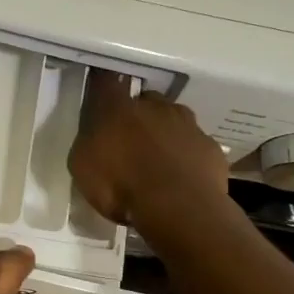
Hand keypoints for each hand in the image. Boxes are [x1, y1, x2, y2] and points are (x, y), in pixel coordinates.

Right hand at [69, 72, 228, 227]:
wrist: (177, 208)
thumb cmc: (120, 186)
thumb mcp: (83, 168)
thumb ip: (89, 145)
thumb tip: (95, 138)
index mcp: (118, 108)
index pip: (107, 84)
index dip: (105, 89)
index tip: (102, 100)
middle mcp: (156, 107)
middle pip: (146, 102)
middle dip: (139, 117)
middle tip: (131, 142)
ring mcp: (188, 125)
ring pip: (175, 121)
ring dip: (167, 135)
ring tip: (159, 163)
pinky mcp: (210, 148)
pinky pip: (195, 147)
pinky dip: (188, 157)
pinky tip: (181, 179)